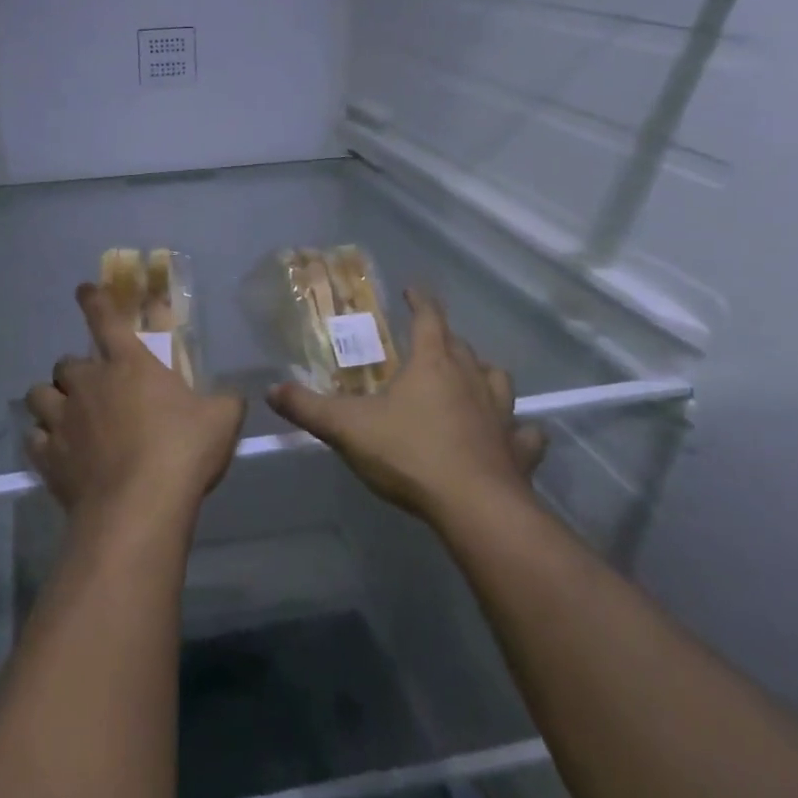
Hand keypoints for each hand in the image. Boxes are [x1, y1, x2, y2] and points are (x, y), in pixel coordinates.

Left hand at [24, 285, 244, 535]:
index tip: (83, 290)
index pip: (105, 319)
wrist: (138, 506)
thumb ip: (225, 402)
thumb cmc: (181, 452)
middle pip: (65, 362)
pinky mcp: (48, 456)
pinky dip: (41, 441)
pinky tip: (54, 451)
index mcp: (129, 364)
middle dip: (74, 370)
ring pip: (38, 395)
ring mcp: (63, 419)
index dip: (93, 301)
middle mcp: (89, 383)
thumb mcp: (221, 420)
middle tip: (90, 387)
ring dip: (49, 400)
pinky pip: (33, 439)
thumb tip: (234, 396)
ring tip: (62, 414)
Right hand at [267, 288, 546, 528]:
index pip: (429, 318)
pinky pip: (526, 434)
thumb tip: (271, 390)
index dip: (420, 300)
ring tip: (471, 381)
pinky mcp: (518, 451)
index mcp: (432, 364)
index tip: (412, 288)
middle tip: (429, 342)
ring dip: (484, 375)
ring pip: (498, 380)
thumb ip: (308, 408)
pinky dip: (520, 432)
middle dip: (445, 338)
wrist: (475, 508)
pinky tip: (513, 437)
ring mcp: (501, 415)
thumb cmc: (410, 454)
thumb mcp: (347, 429)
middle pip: (462, 346)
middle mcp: (471, 380)